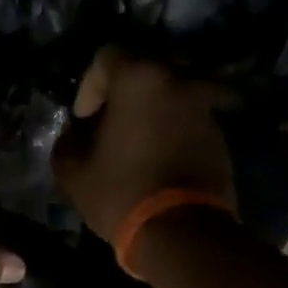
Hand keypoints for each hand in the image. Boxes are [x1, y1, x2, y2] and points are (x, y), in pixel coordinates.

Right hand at [54, 48, 237, 242]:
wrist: (183, 232)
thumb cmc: (121, 192)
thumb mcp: (74, 173)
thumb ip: (67, 144)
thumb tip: (74, 136)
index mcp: (141, 79)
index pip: (108, 56)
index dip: (89, 85)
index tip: (83, 118)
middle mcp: (180, 80)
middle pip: (145, 72)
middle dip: (123, 96)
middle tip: (107, 126)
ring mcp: (206, 107)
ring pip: (170, 96)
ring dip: (150, 113)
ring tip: (133, 146)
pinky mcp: (221, 135)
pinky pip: (187, 121)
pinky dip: (170, 131)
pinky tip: (156, 160)